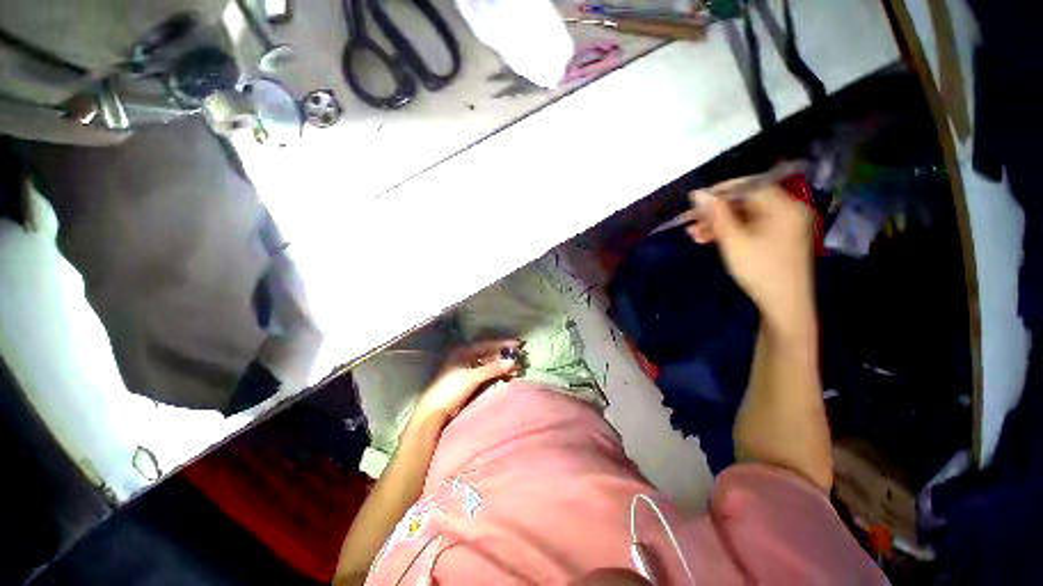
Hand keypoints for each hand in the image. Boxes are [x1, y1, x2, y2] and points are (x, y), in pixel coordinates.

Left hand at [413, 340, 520, 424]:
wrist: (434, 412)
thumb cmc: (450, 389)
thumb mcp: (472, 377)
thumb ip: (493, 369)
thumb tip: (512, 362)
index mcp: (463, 351)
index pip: (487, 345)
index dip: (503, 344)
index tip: (518, 345)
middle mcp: (466, 358)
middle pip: (489, 354)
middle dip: (504, 357)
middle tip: (519, 360)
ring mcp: (468, 369)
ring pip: (489, 364)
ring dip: (502, 367)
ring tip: (516, 371)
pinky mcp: (470, 381)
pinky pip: (487, 374)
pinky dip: (497, 374)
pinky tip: (507, 377)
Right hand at [687, 178, 814, 336]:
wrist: (783, 305)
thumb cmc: (759, 271)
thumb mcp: (733, 241)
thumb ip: (715, 214)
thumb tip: (697, 193)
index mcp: (784, 206)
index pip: (748, 186)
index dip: (719, 191)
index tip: (694, 202)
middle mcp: (788, 210)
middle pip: (746, 201)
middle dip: (716, 211)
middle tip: (690, 222)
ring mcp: (784, 225)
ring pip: (745, 215)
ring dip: (718, 223)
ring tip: (694, 234)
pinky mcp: (778, 238)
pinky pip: (751, 226)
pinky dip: (730, 231)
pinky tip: (709, 239)